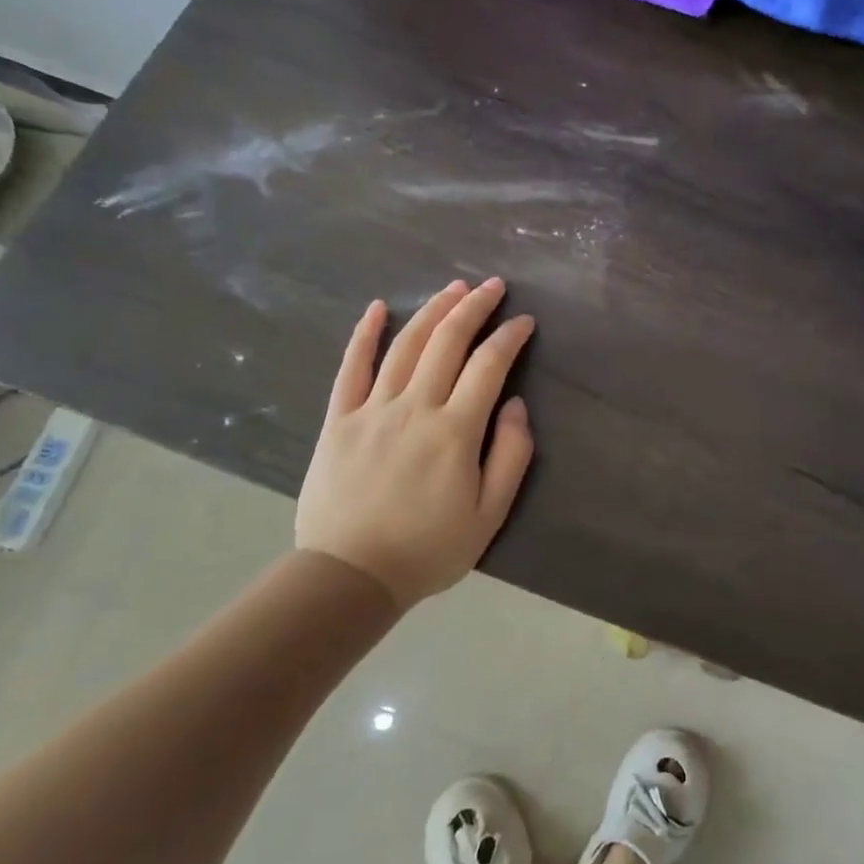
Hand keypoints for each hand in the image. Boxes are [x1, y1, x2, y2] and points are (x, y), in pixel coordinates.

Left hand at [295, 277, 535, 609]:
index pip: (489, 365)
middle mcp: (415, 407)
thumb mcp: (490, 514)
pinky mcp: (339, 419)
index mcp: (455, 430)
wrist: (349, 576)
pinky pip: (351, 367)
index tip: (524, 321)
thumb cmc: (428, 549)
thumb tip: (514, 405)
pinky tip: (378, 309)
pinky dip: (365, 334)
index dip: (509, 336)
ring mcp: (372, 409)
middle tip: (493, 286)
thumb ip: (511, 455)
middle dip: (474, 307)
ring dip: (432, 310)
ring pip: (406, 345)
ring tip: (453, 287)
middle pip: (448, 342)